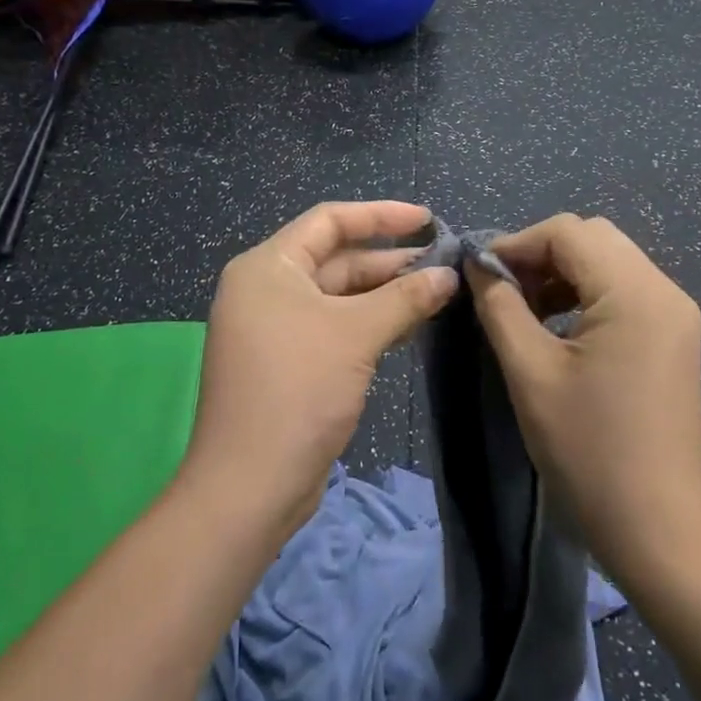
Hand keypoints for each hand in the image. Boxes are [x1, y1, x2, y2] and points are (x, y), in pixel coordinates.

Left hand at [183, 201, 457, 536]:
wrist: (251, 485)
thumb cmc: (299, 390)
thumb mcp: (356, 334)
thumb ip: (405, 298)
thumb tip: (449, 275)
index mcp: (268, 267)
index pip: (329, 221)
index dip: (381, 215)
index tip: (427, 220)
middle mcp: (267, 290)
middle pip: (336, 259)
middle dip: (389, 261)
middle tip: (443, 265)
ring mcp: (275, 328)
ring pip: (339, 296)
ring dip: (385, 294)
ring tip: (436, 292)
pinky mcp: (289, 363)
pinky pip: (335, 327)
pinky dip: (370, 323)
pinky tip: (409, 325)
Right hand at [467, 214, 700, 579]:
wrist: (655, 524)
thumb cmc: (587, 448)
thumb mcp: (530, 372)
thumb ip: (500, 306)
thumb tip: (478, 265)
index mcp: (635, 292)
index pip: (569, 232)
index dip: (517, 243)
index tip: (479, 273)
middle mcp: (665, 290)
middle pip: (594, 238)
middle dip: (541, 254)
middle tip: (503, 290)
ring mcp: (676, 313)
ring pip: (611, 261)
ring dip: (564, 272)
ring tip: (525, 308)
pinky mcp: (675, 336)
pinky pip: (626, 290)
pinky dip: (587, 293)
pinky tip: (559, 325)